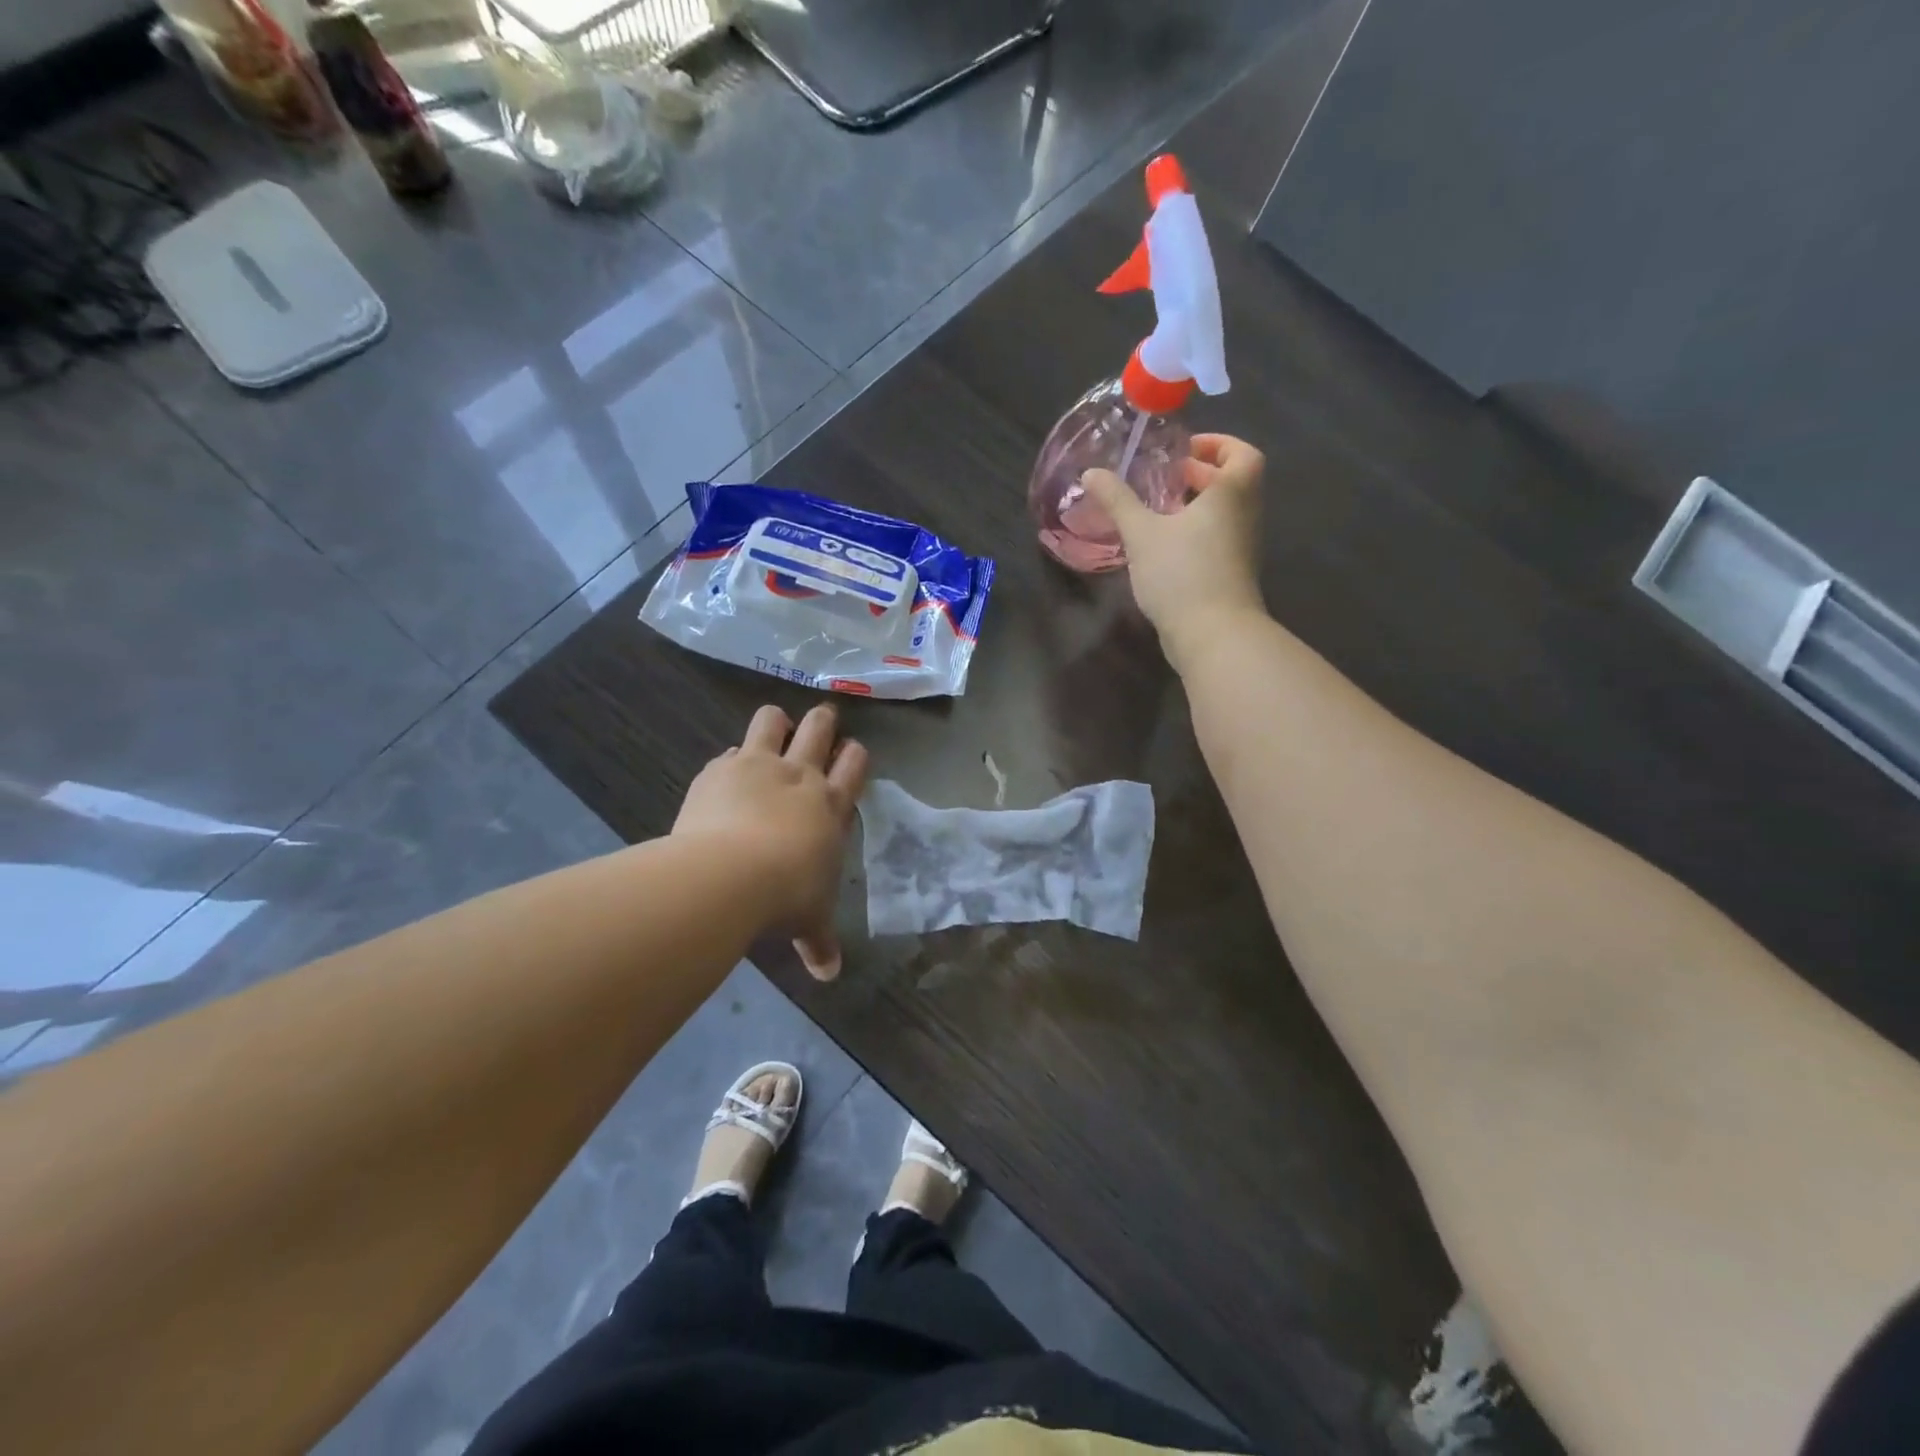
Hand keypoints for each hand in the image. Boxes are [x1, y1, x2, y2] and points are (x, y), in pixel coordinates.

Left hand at [674, 704, 868, 979]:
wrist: (729, 876)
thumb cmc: (786, 896)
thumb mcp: (809, 920)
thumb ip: (819, 942)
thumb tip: (830, 975)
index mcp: (831, 804)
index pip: (854, 763)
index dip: (853, 754)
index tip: (848, 754)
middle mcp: (800, 775)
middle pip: (819, 727)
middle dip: (822, 721)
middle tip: (820, 724)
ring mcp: (758, 765)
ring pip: (772, 719)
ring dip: (776, 722)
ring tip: (772, 732)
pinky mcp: (720, 769)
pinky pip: (729, 751)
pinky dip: (731, 760)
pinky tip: (726, 776)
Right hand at [1082, 433, 1267, 670]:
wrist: (1213, 635)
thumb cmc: (1182, 572)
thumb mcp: (1142, 533)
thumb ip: (1117, 501)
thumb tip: (1091, 473)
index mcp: (1232, 494)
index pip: (1242, 454)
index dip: (1218, 445)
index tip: (1186, 450)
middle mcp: (1244, 516)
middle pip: (1232, 484)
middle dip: (1201, 475)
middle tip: (1166, 478)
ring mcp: (1241, 549)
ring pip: (1224, 514)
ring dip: (1196, 506)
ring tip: (1158, 511)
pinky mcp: (1231, 575)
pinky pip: (1217, 540)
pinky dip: (1196, 533)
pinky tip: (1163, 547)